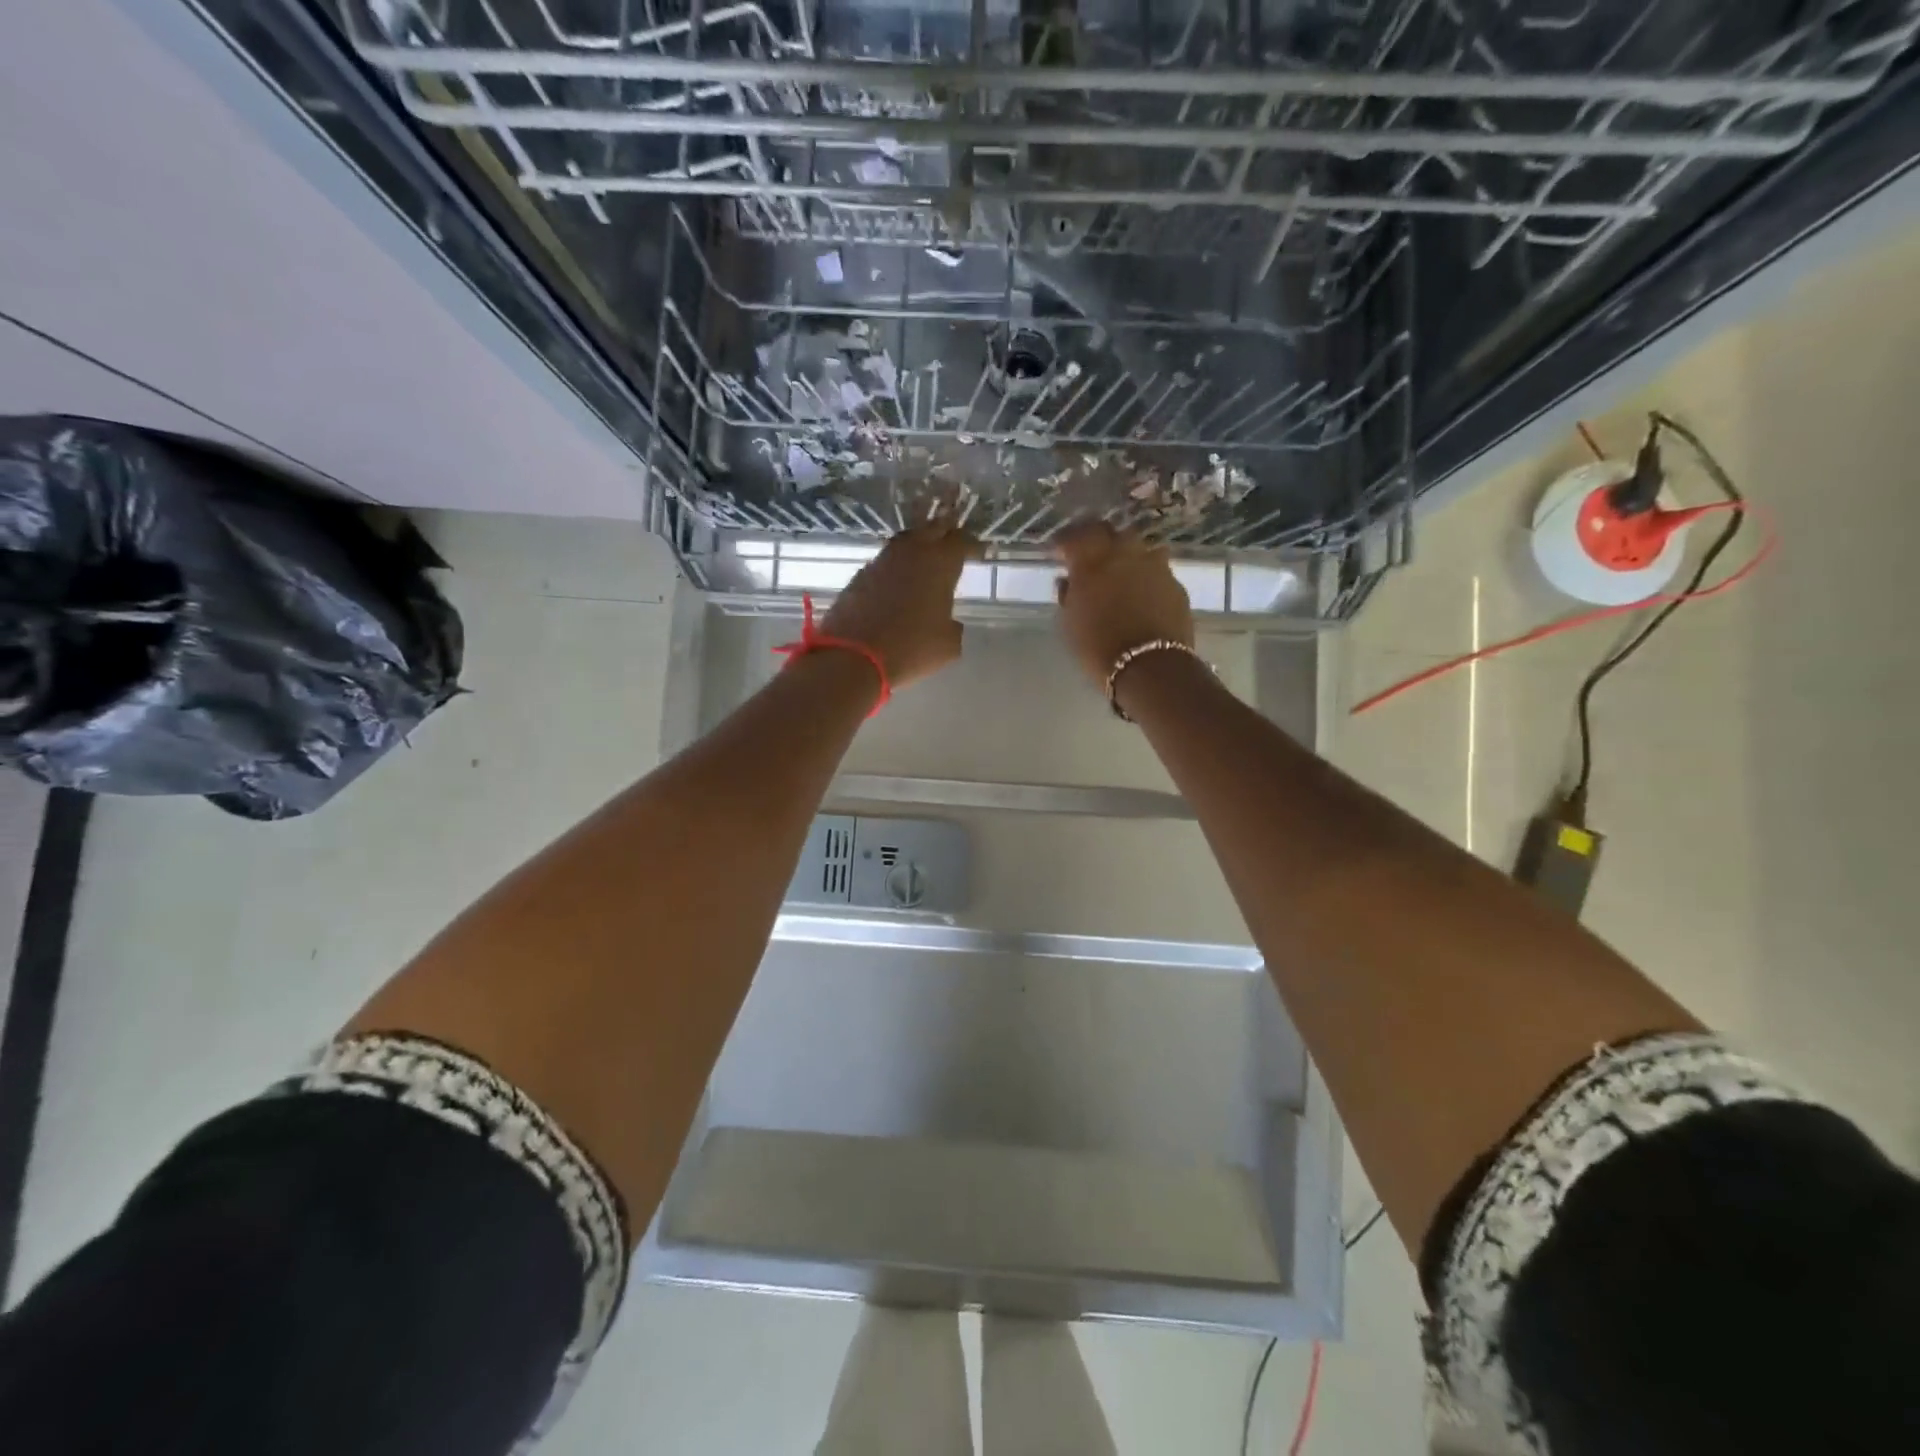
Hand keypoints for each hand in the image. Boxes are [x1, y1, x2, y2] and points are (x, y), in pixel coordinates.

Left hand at [819, 515, 976, 689]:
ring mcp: (882, 561)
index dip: (973, 544)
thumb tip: (947, 622)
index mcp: (940, 564)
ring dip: (918, 546)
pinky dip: (896, 566)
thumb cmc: (910, 648)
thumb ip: (953, 626)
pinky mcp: (860, 576)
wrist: (852, 657)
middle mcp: (911, 553)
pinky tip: (899, 580)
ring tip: (926, 558)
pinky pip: (885, 562)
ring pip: (906, 542)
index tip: (980, 552)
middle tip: (953, 542)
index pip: (961, 541)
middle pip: (932, 529)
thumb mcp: (948, 645)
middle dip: (945, 532)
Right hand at [1053, 521, 1193, 686]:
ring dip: (1124, 552)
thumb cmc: (1098, 647)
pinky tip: (1141, 589)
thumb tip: (1069, 580)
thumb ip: (1068, 596)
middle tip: (1087, 553)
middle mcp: (1124, 553)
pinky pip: (1156, 568)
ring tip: (1118, 569)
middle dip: (1094, 538)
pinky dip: (1145, 573)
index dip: (1065, 541)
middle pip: (1108, 531)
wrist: (1150, 666)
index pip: (1075, 536)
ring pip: (1136, 546)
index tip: (1058, 551)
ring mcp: (1154, 564)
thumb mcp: (1070, 624)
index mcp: (1092, 560)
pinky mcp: (1174, 582)